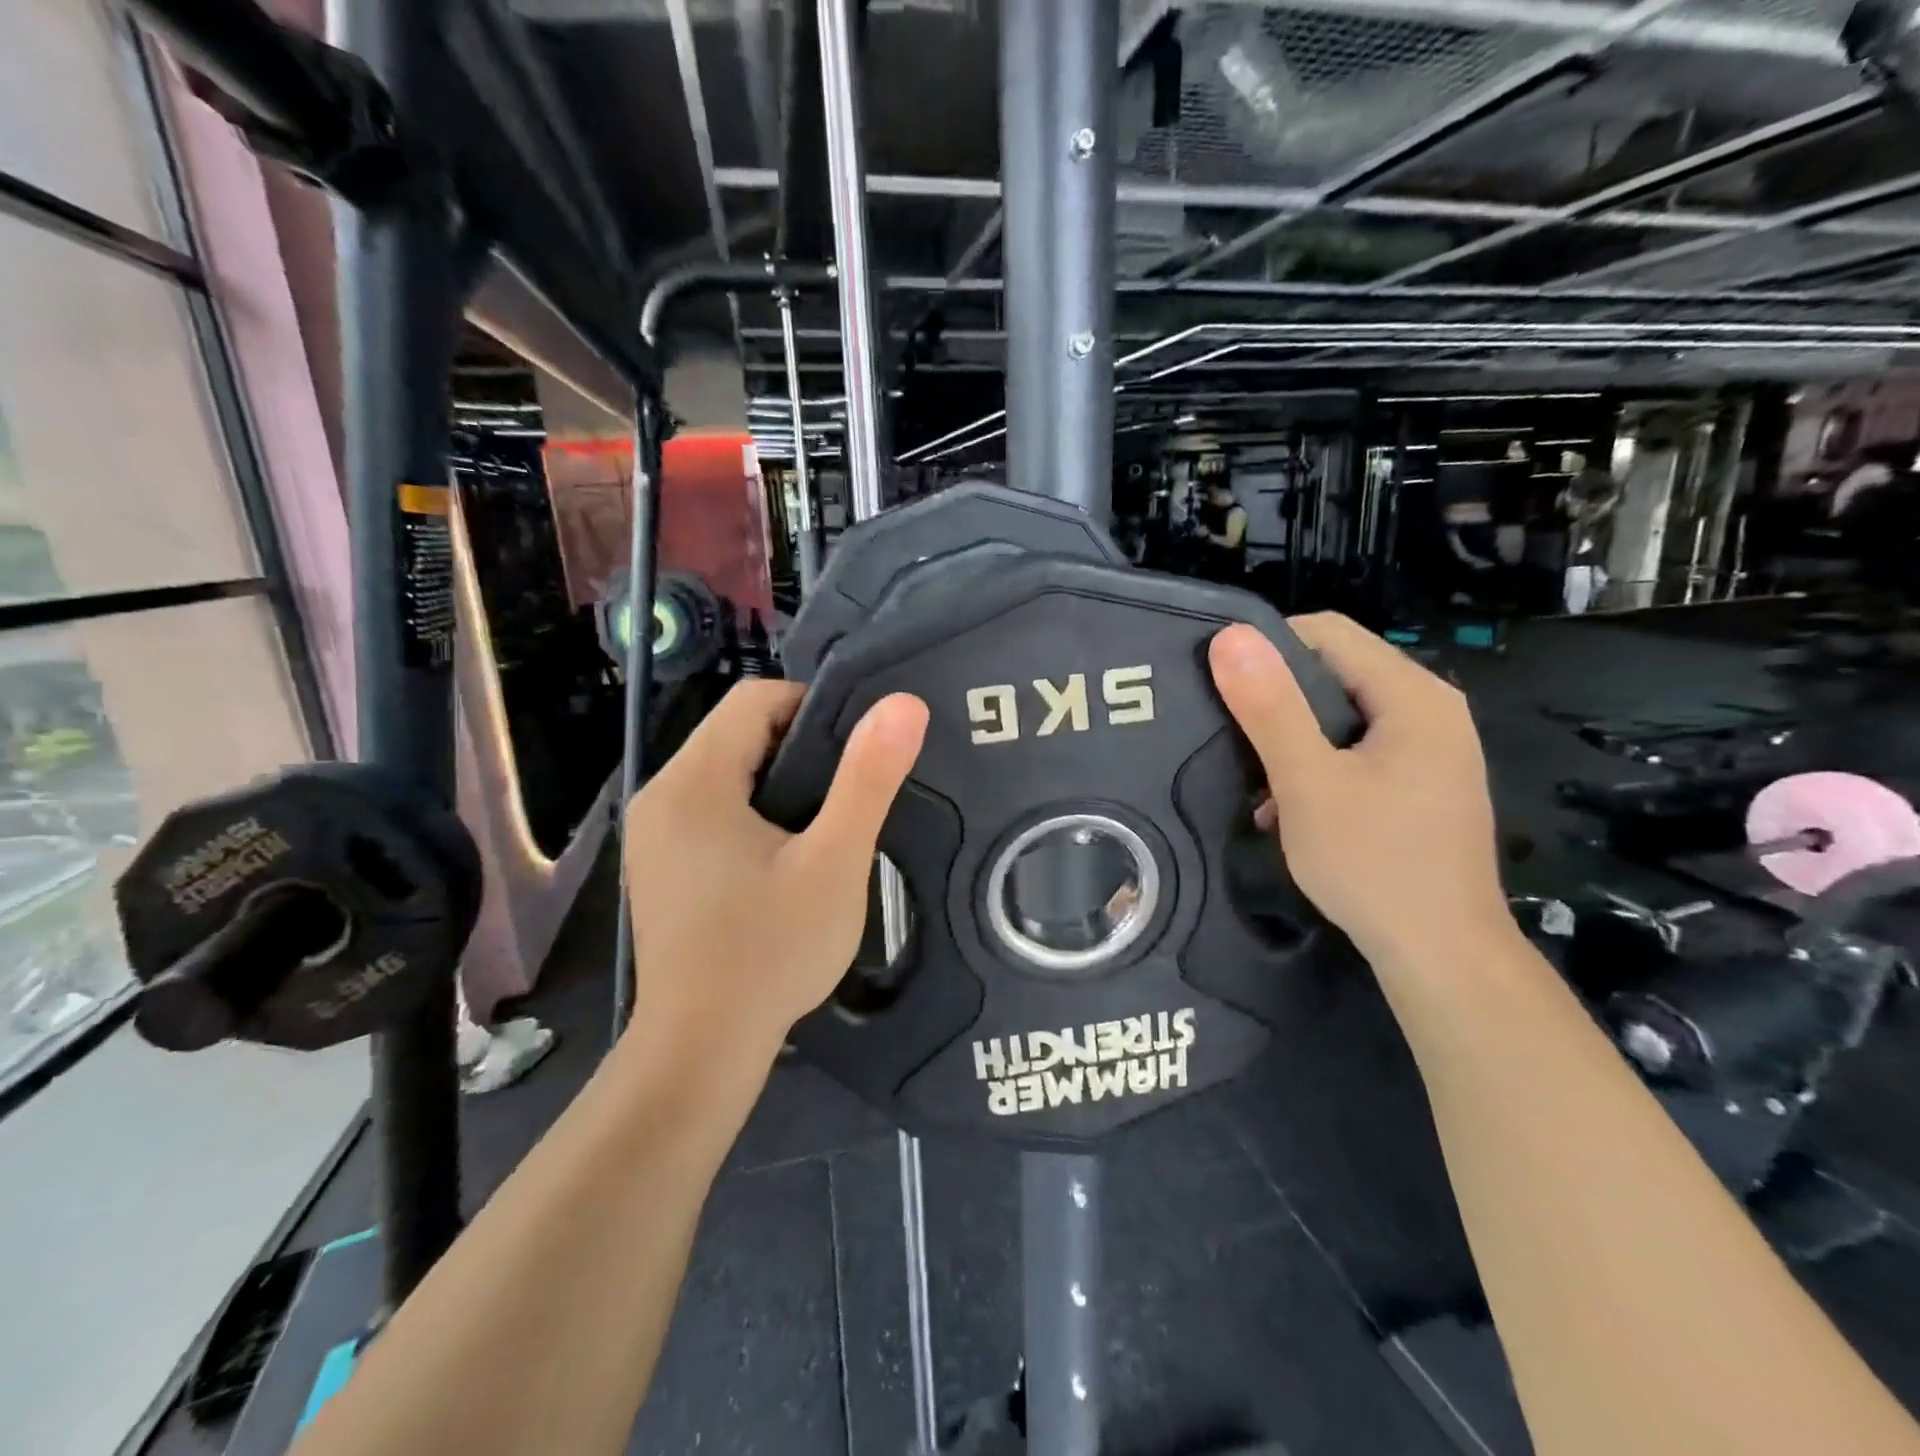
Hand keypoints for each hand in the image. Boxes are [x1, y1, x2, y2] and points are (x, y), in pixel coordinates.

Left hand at [622, 681, 927, 1063]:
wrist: (702, 1047)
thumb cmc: (772, 951)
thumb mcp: (834, 862)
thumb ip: (868, 779)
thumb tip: (903, 704)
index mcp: (694, 781)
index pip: (756, 699)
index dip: (813, 708)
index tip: (856, 754)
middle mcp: (660, 793)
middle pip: (737, 731)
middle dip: (799, 748)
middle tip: (849, 792)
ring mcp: (652, 831)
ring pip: (726, 769)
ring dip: (778, 780)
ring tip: (824, 822)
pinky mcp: (658, 861)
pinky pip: (710, 806)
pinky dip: (752, 810)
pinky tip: (783, 854)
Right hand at [1209, 615, 1509, 972]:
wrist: (1441, 956)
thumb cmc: (1373, 863)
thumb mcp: (1308, 783)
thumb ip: (1270, 708)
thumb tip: (1232, 637)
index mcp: (1413, 696)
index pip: (1328, 633)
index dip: (1267, 649)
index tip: (1221, 686)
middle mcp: (1431, 710)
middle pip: (1336, 672)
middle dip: (1276, 698)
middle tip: (1229, 733)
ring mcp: (1431, 749)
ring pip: (1341, 715)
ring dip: (1291, 738)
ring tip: (1252, 776)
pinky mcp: (1421, 783)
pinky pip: (1357, 750)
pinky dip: (1317, 765)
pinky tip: (1285, 807)